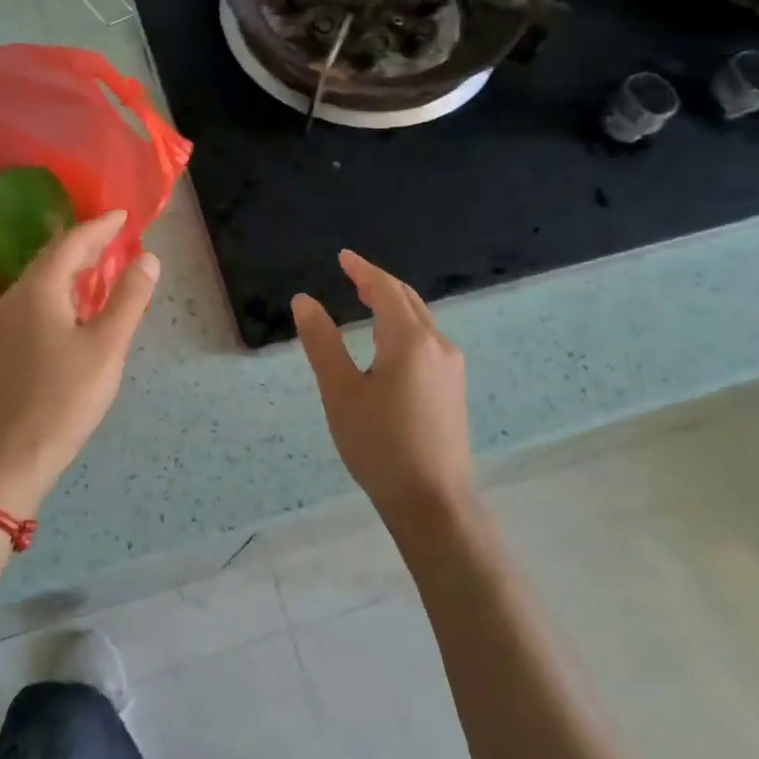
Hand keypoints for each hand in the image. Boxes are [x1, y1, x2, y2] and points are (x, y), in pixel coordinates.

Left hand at [0, 211, 158, 512]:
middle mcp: (17, 295)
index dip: (100, 226)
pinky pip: (39, 297)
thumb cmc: (67, 395)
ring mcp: (8, 318)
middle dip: (86, 242)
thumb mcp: (108, 345)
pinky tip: (80, 300)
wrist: (17, 449)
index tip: (124, 216)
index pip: (72, 243)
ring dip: (74, 265)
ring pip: (44, 277)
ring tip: (105, 261)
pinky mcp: (9, 340)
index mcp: (39, 289)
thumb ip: (129, 297)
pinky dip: (64, 287)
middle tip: (118, 236)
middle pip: (54, 256)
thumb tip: (148, 258)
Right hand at [292, 250, 473, 518]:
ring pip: (421, 322)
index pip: (386, 290)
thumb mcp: (340, 391)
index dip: (363, 270)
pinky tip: (390, 345)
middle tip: (352, 275)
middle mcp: (438, 345)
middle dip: (380, 284)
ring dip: (394, 306)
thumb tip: (304, 300)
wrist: (433, 502)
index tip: (344, 256)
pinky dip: (405, 329)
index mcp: (410, 340)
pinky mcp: (453, 391)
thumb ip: (322, 342)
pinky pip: (427, 343)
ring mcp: (451, 369)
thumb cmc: (380, 444)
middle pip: (408, 301)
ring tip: (367, 303)